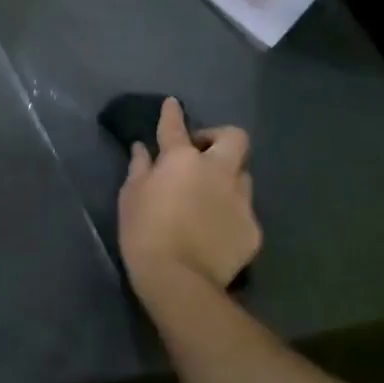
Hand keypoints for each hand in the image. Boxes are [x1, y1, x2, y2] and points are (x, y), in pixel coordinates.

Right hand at [118, 97, 260, 302]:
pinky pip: (243, 210)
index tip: (173, 104)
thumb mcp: (131, 196)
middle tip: (201, 152)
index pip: (176, 126)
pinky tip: (214, 228)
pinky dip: (229, 212)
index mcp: (182, 160)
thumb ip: (139, 168)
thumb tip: (142, 149)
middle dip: (219, 137)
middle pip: (234, 138)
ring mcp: (240, 199)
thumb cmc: (144, 231)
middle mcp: (218, 171)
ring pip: (242, 174)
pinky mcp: (253, 228)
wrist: (178, 278)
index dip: (173, 113)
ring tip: (208, 195)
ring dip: (226, 176)